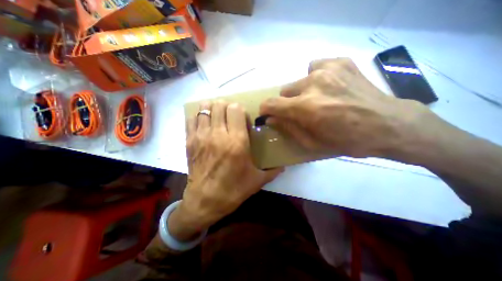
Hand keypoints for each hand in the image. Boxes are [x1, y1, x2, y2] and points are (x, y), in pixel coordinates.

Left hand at [168, 101, 281, 240]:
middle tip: (230, 117)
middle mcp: (218, 134)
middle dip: (226, 107)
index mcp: (237, 141)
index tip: (242, 120)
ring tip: (217, 117)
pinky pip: (191, 119)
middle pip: (220, 104)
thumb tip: (284, 166)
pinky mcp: (189, 141)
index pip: (236, 109)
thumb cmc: (233, 190)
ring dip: (212, 109)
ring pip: (204, 108)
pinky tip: (204, 124)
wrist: (205, 201)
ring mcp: (201, 136)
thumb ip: (273, 171)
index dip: (240, 110)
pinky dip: (198, 116)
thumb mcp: (257, 180)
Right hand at [258, 57, 435, 157]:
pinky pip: (316, 66)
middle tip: (301, 111)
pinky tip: (328, 86)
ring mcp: (328, 69)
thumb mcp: (312, 142)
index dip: (265, 109)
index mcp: (305, 107)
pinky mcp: (341, 62)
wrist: (388, 125)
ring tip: (318, 99)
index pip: (271, 103)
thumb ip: (288, 128)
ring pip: (299, 79)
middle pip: (285, 90)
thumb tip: (270, 119)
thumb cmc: (347, 141)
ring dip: (302, 91)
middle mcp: (312, 84)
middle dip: (288, 102)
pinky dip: (316, 76)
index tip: (266, 113)